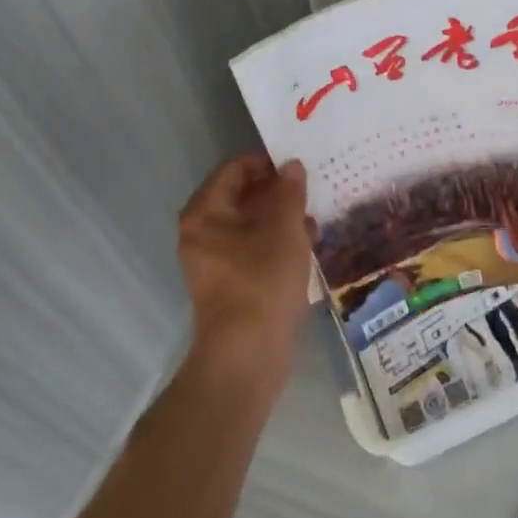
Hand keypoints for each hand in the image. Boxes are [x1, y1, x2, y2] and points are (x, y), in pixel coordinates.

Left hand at [177, 154, 313, 377]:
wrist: (247, 354)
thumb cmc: (262, 280)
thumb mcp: (284, 229)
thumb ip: (290, 193)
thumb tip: (292, 167)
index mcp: (206, 213)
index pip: (234, 169)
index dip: (266, 163)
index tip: (298, 165)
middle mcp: (203, 233)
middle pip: (241, 197)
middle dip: (276, 190)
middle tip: (311, 186)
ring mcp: (215, 261)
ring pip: (250, 225)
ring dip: (281, 216)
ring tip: (315, 212)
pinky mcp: (232, 284)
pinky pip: (254, 250)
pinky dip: (278, 242)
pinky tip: (308, 242)